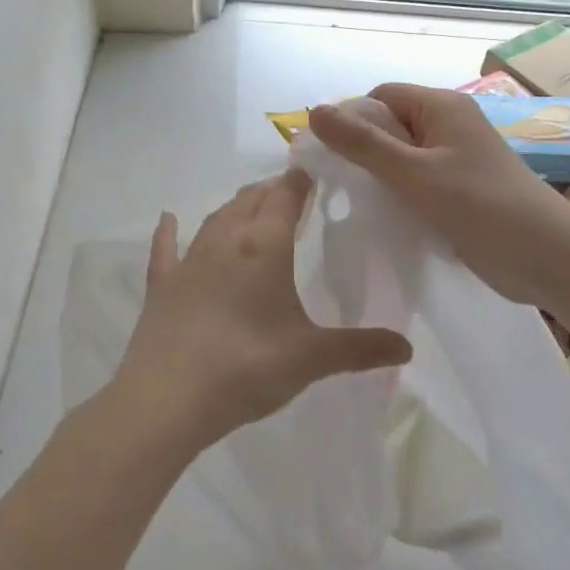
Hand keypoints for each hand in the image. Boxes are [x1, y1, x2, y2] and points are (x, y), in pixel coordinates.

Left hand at [109, 171, 412, 452]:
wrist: (167, 399)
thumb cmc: (247, 367)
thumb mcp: (311, 358)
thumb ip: (360, 349)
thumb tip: (407, 348)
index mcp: (264, 245)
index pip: (285, 195)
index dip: (300, 180)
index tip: (313, 171)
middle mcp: (226, 240)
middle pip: (251, 199)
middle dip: (272, 190)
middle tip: (291, 193)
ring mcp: (189, 260)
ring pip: (216, 218)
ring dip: (236, 207)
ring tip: (251, 206)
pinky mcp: (162, 285)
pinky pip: (166, 248)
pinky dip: (169, 232)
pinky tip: (168, 219)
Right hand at [307, 84, 569, 306]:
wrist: (547, 257)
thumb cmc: (481, 206)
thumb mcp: (415, 173)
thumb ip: (364, 144)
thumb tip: (315, 110)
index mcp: (442, 107)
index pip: (381, 97)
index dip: (352, 119)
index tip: (328, 156)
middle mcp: (449, 126)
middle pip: (391, 126)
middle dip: (363, 151)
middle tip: (336, 185)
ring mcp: (457, 160)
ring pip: (403, 159)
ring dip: (380, 177)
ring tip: (354, 203)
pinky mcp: (461, 191)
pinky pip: (419, 183)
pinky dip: (400, 196)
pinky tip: (383, 218)